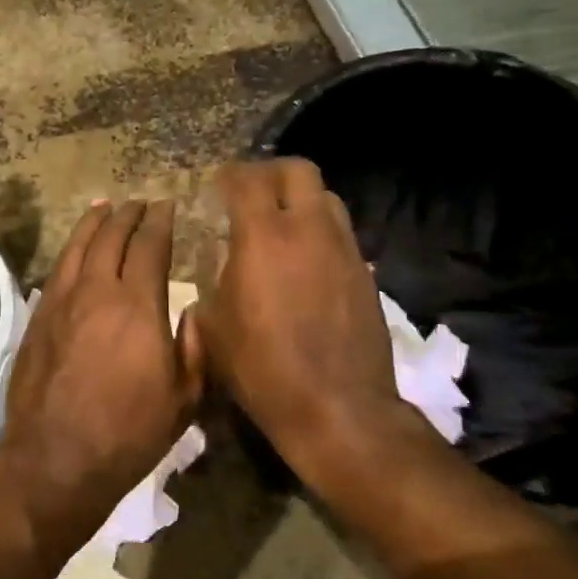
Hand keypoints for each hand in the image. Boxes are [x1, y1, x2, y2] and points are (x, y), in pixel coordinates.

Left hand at [0, 200, 203, 560]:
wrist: (57, 458)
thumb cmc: (130, 433)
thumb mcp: (184, 398)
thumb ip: (193, 347)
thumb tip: (190, 310)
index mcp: (138, 306)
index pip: (150, 246)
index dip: (160, 222)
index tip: (167, 206)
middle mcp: (98, 291)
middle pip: (112, 237)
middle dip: (128, 214)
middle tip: (139, 203)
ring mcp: (62, 301)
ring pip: (79, 246)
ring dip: (94, 222)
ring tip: (105, 206)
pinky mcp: (38, 317)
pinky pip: (58, 269)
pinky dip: (71, 248)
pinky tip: (76, 247)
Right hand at [196, 160, 429, 496]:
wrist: (337, 407)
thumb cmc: (261, 367)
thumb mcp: (213, 327)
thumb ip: (212, 284)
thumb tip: (218, 270)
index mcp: (263, 237)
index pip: (248, 179)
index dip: (230, 175)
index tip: (217, 184)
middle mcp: (309, 230)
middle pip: (299, 170)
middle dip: (272, 173)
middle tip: (252, 192)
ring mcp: (344, 249)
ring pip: (327, 199)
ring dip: (302, 200)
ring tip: (282, 224)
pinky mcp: (365, 273)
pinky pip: (341, 234)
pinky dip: (320, 233)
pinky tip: (306, 262)